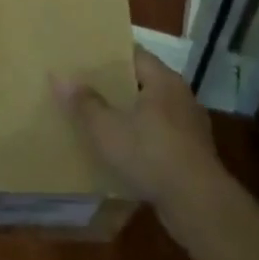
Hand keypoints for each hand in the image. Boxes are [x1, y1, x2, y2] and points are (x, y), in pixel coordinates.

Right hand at [53, 46, 223, 228]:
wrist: (197, 204)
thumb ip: (84, 103)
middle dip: (119, 88)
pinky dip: (146, 141)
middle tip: (89, 90)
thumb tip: (60, 78)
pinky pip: (163, 137)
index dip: (111, 57)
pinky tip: (127, 154)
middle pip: (145, 83)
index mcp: (163, 79)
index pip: (135, 55)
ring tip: (104, 123)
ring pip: (154, 112)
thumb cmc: (150, 154)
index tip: (87, 60)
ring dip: (133, 117)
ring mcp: (191, 126)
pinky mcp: (194, 155)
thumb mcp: (107, 129)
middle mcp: (181, 96)